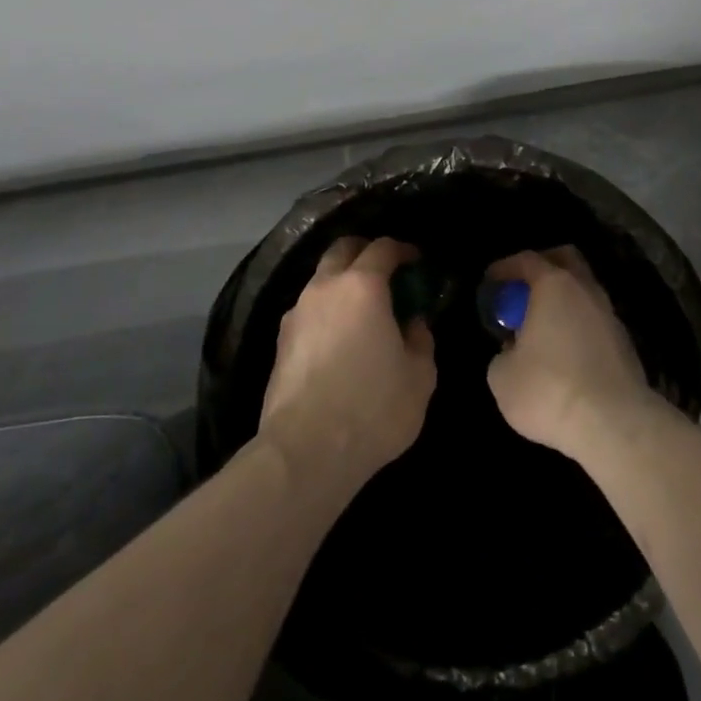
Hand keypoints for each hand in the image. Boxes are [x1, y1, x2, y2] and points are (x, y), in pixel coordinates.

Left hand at [259, 237, 436, 489]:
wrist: (305, 453)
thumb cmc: (372, 408)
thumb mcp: (419, 376)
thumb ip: (421, 340)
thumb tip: (412, 324)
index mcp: (362, 286)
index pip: (382, 247)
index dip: (403, 249)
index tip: (416, 261)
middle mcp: (325, 288)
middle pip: (342, 250)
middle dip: (365, 252)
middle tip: (386, 272)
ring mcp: (296, 314)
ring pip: (320, 280)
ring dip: (342, 284)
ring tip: (362, 311)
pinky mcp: (279, 343)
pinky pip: (308, 311)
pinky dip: (326, 312)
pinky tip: (339, 339)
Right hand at [485, 247, 660, 460]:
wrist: (614, 425)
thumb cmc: (549, 390)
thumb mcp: (502, 377)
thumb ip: (503, 353)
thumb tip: (513, 351)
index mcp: (554, 285)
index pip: (527, 260)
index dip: (505, 267)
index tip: (491, 281)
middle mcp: (586, 290)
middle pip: (566, 260)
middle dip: (543, 267)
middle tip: (522, 291)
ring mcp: (610, 315)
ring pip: (584, 291)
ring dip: (564, 300)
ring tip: (542, 326)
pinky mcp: (626, 344)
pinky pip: (596, 321)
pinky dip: (579, 325)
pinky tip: (565, 352)